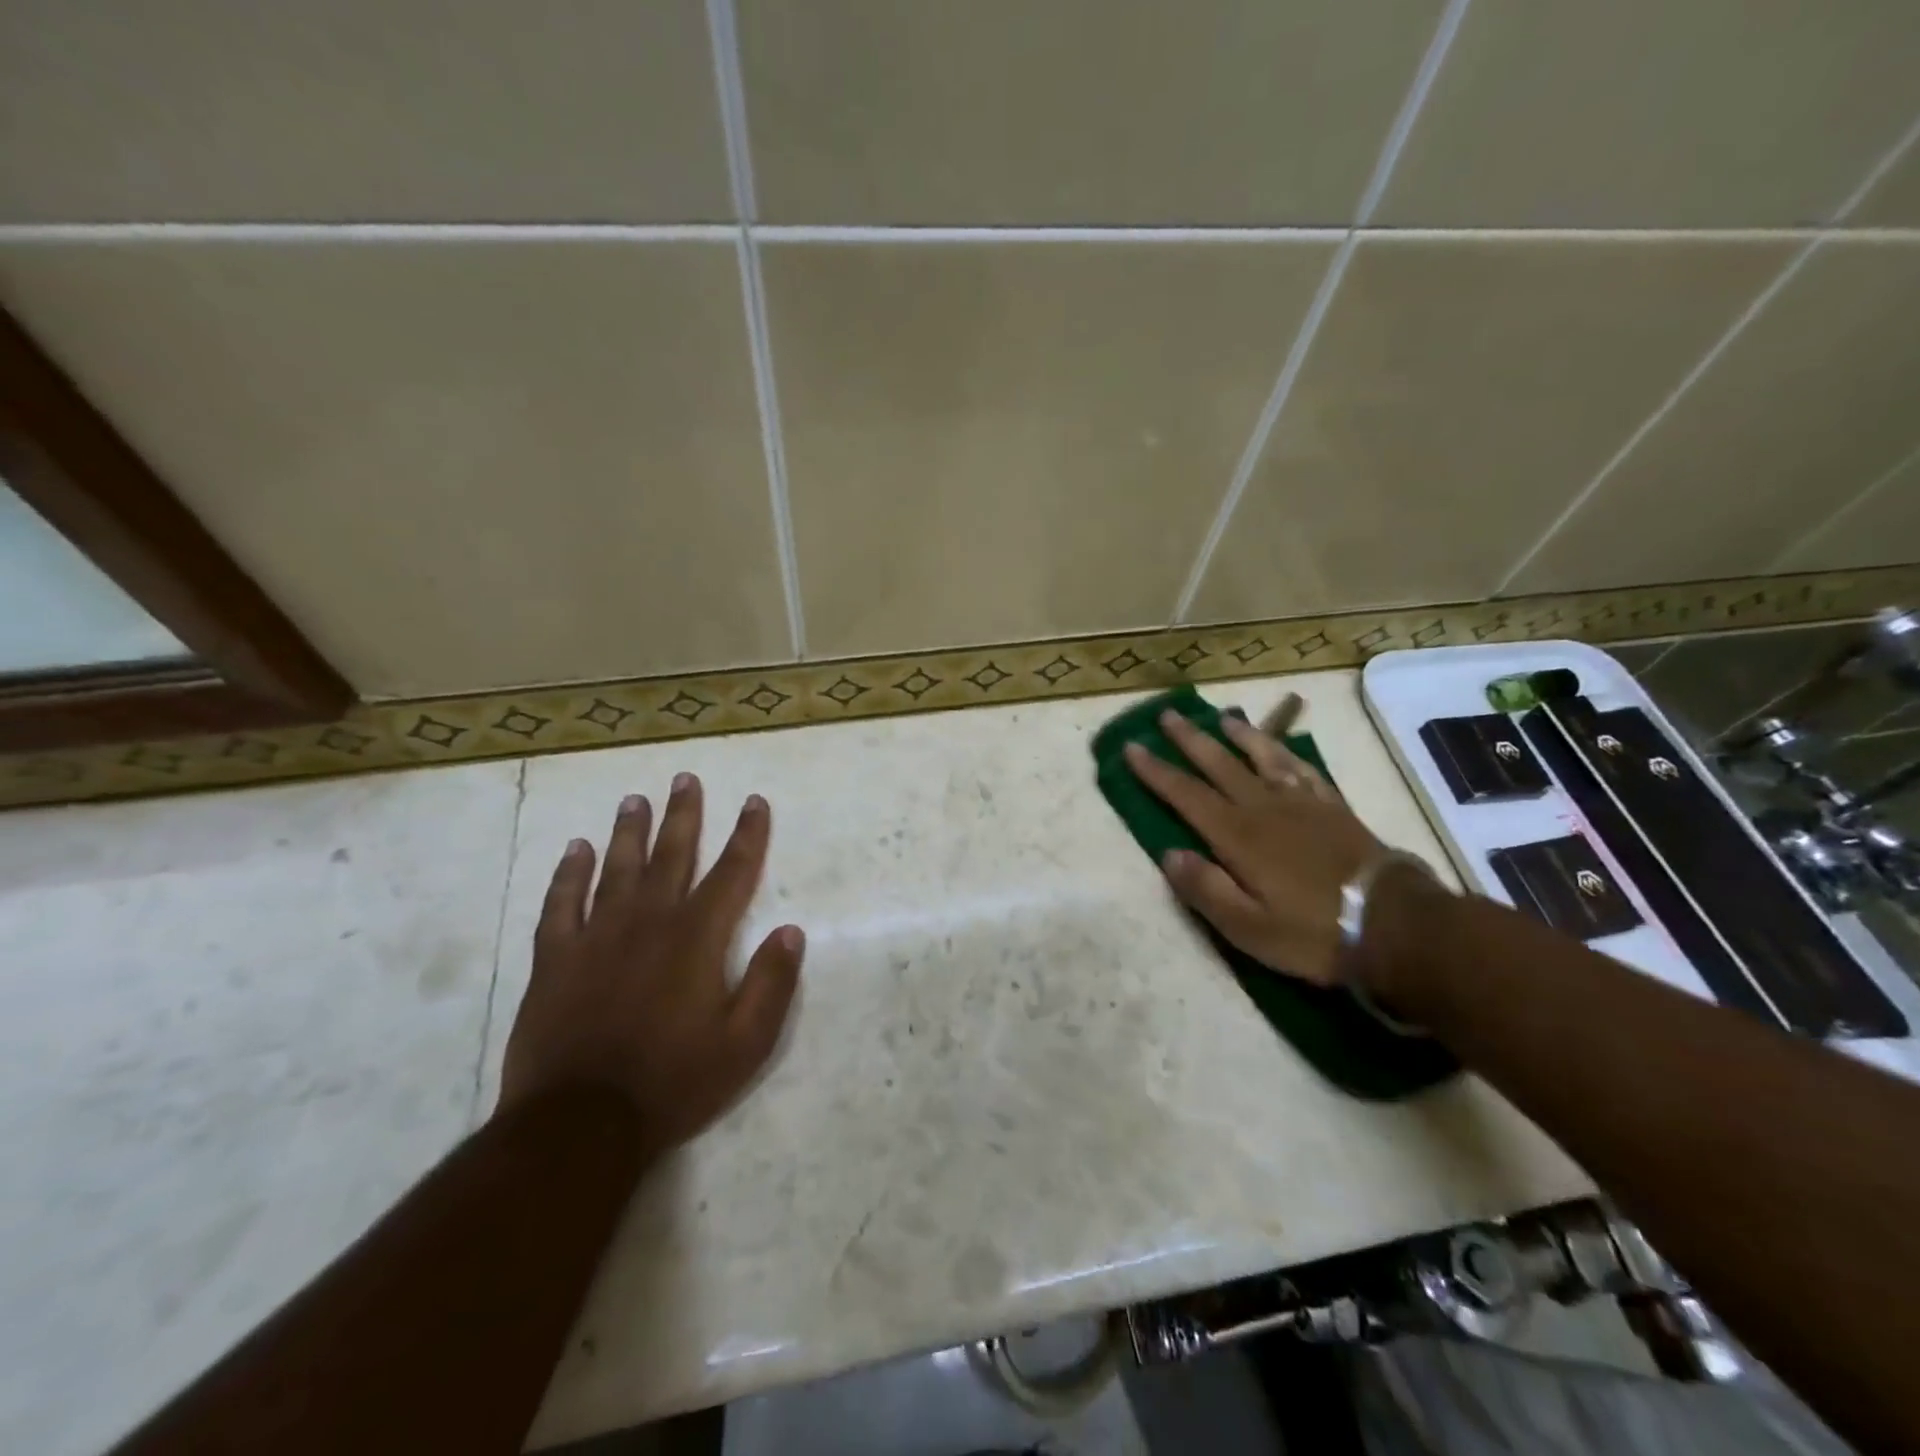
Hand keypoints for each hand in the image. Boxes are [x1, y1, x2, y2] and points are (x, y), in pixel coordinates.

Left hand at [498, 773, 803, 1154]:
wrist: (580, 1125)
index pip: (731, 872)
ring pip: (617, 868)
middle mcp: (649, 922)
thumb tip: (791, 930)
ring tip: (634, 799)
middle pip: (671, 855)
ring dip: (628, 831)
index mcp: (697, 938)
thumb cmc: (674, 1082)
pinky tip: (575, 850)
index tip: (754, 802)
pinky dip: (569, 874)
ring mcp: (597, 937)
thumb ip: (772, 983)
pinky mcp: (555, 960)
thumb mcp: (745, 1044)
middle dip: (683, 815)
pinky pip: (561, 904)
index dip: (747, 834)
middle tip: (684, 777)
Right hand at [1124, 709, 1388, 985]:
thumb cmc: (1314, 932)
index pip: (1186, 795)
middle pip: (1219, 765)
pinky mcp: (1334, 808)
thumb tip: (1169, 855)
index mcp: (1238, 836)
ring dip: (1239, 735)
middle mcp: (1265, 808)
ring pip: (1263, 757)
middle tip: (1167, 714)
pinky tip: (1280, 748)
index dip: (1156, 771)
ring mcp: (1303, 803)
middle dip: (1189, 740)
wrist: (1395, 925)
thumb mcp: (1249, 929)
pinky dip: (1285, 753)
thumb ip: (1206, 890)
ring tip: (1222, 718)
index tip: (1132, 747)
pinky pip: (1303, 769)